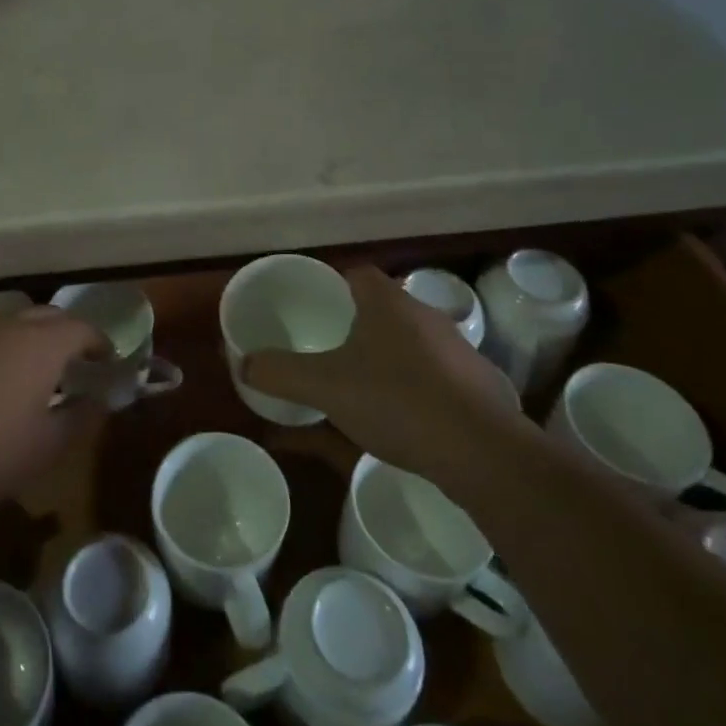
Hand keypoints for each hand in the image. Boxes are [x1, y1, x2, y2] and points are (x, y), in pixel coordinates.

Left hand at [0, 306, 108, 522]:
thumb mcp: (48, 446)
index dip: (100, 343)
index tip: (107, 362)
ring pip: (13, 323)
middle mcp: (7, 325)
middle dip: (68, 334)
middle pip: (48, 316)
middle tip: (76, 364)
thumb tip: (96, 401)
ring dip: (32, 339)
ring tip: (36, 374)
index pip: (82, 329)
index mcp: (41, 343)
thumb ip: (81, 417)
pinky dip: (1, 349)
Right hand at [242, 265, 521, 482]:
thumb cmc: (396, 400)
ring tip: (360, 383)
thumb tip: (243, 364)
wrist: (482, 451)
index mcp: (388, 303)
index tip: (313, 307)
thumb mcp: (325, 387)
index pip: (356, 274)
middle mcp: (425, 315)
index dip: (332, 285)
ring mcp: (457, 350)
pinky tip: (400, 415)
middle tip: (328, 345)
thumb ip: (280, 373)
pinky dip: (414, 386)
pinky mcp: (477, 385)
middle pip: (383, 307)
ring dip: (386, 355)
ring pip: (410, 342)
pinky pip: (434, 374)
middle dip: (356, 323)